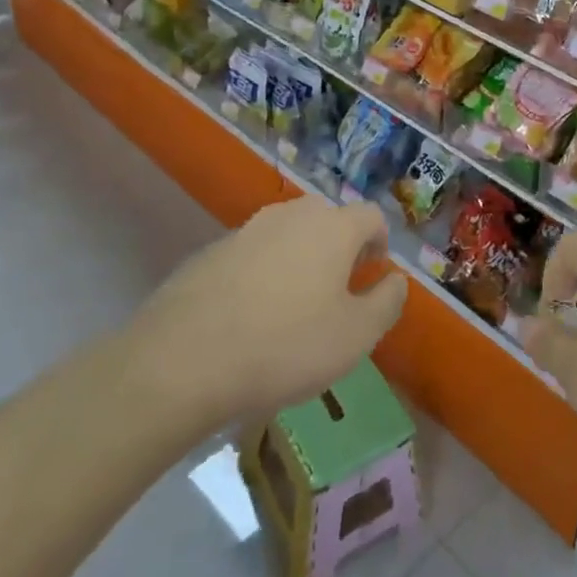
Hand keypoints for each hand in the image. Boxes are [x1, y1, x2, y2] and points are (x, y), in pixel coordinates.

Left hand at [124, 195, 407, 439]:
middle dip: (339, 248)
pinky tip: (250, 317)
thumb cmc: (284, 346)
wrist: (180, 361)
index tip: (373, 274)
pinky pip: (252, 255)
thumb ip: (387, 302)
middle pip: (328, 219)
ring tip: (293, 306)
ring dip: (299, 259)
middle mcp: (291, 216)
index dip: (380, 242)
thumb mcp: (355, 336)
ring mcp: (246, 230)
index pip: (371, 215)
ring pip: (287, 235)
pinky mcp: (210, 252)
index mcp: (332, 227)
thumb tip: (396, 280)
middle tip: (337, 290)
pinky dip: (262, 274)